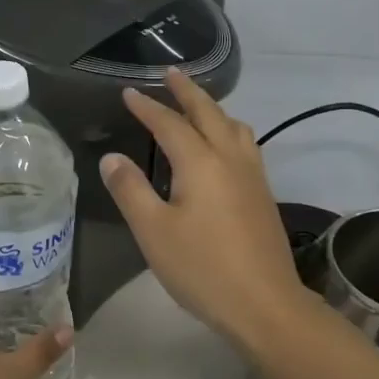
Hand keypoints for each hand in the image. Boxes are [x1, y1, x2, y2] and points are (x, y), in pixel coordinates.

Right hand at [99, 68, 315, 349]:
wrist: (265, 305)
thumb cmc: (202, 269)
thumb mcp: (154, 231)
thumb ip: (130, 190)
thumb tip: (112, 158)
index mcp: (201, 163)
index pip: (170, 124)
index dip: (148, 107)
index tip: (129, 92)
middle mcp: (230, 159)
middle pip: (209, 113)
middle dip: (188, 91)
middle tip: (171, 73)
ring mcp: (253, 176)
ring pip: (234, 127)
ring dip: (213, 109)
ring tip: (198, 106)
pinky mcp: (263, 195)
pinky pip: (245, 145)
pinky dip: (228, 130)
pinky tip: (224, 148)